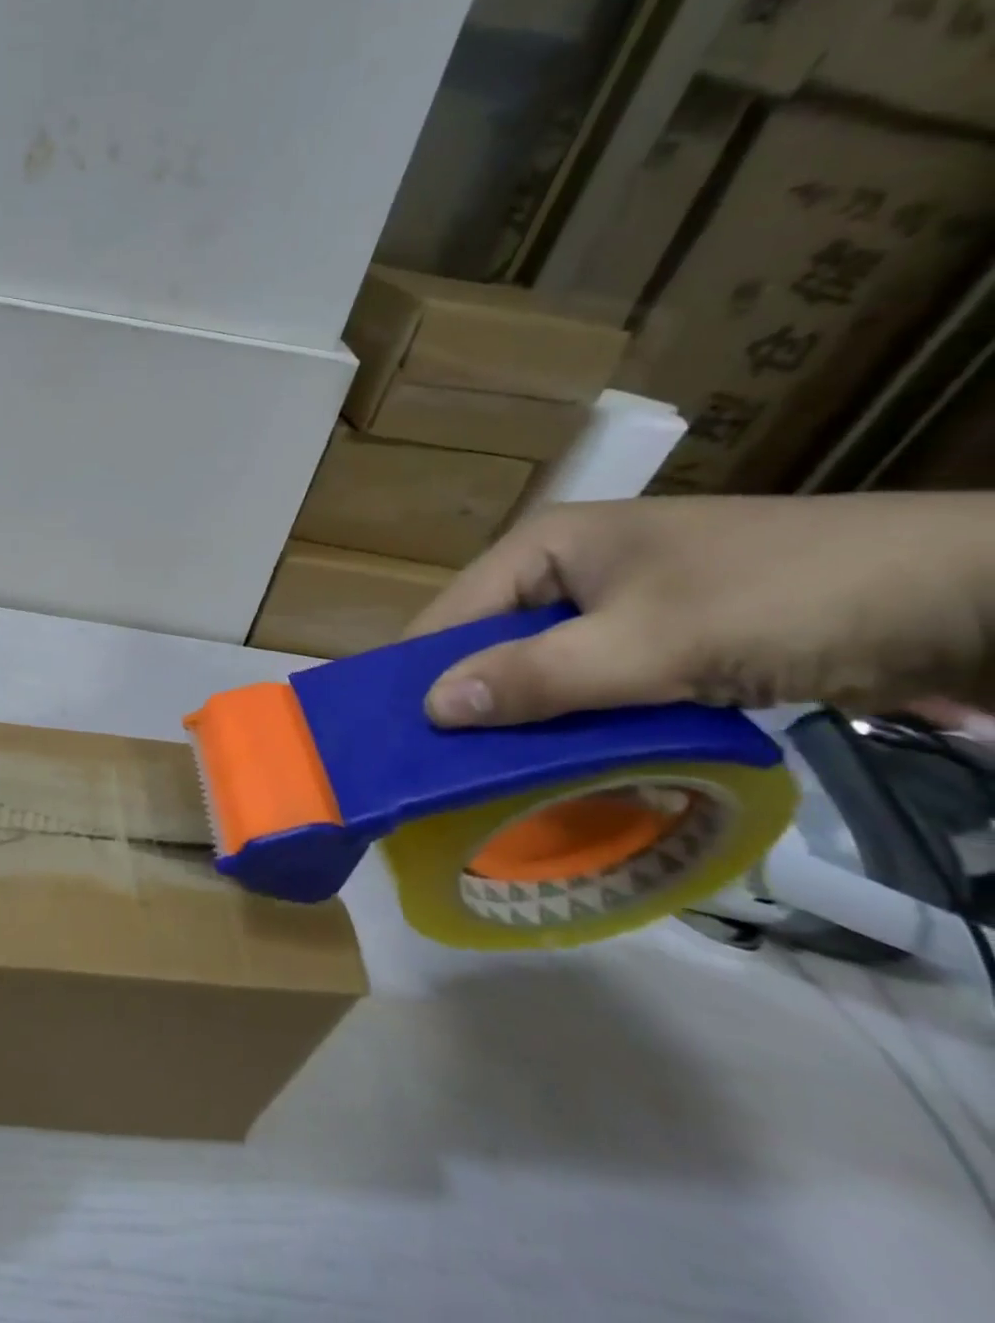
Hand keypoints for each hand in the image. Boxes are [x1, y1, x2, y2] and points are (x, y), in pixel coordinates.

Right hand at [407, 493, 994, 726]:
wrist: (971, 594)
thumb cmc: (786, 598)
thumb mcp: (654, 642)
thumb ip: (539, 675)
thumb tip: (431, 708)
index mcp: (545, 547)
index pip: (450, 615)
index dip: (419, 675)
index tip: (394, 743)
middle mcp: (567, 571)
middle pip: (492, 645)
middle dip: (473, 706)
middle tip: (444, 777)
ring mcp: (617, 606)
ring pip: (542, 671)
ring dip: (528, 724)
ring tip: (497, 784)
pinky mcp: (661, 640)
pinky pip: (593, 687)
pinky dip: (580, 727)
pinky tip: (573, 768)